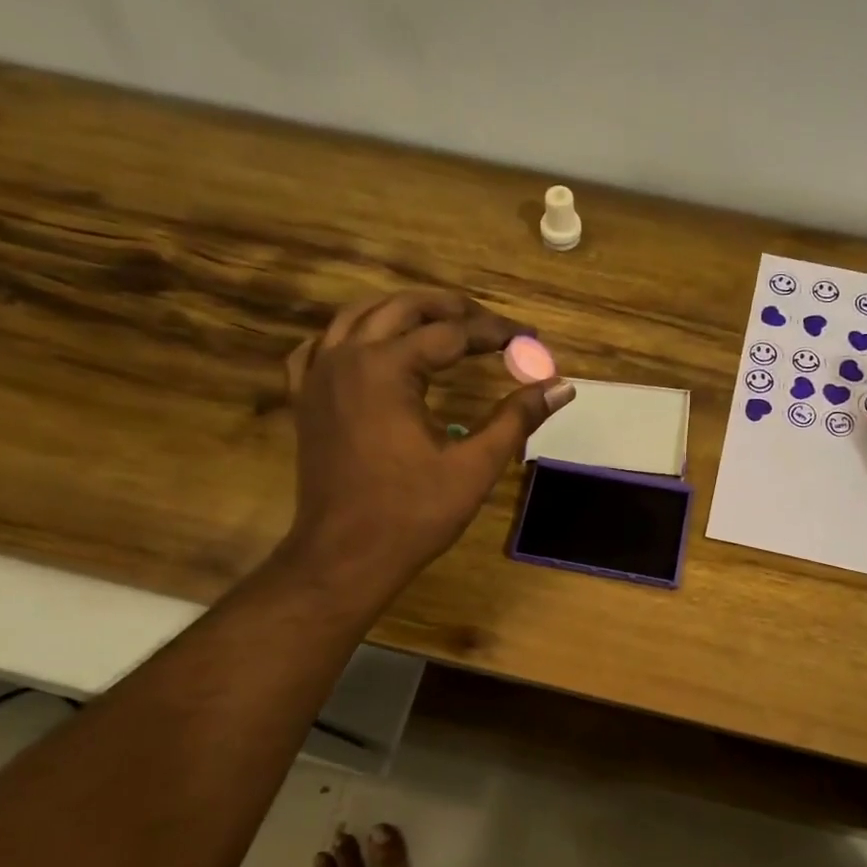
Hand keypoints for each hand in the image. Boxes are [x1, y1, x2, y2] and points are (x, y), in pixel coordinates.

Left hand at [275, 291, 573, 604]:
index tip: (530, 337)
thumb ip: (516, 418)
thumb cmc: (412, 515)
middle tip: (492, 324)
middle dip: (452, 309)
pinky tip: (367, 346)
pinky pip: (320, 348)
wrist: (345, 557)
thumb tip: (561, 385)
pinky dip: (348, 337)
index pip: (451, 333)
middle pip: (403, 309)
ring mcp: (318, 377)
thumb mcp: (474, 466)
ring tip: (441, 322)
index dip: (495, 332)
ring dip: (403, 312)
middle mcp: (347, 358)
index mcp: (386, 369)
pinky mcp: (305, 400)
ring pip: (358, 317)